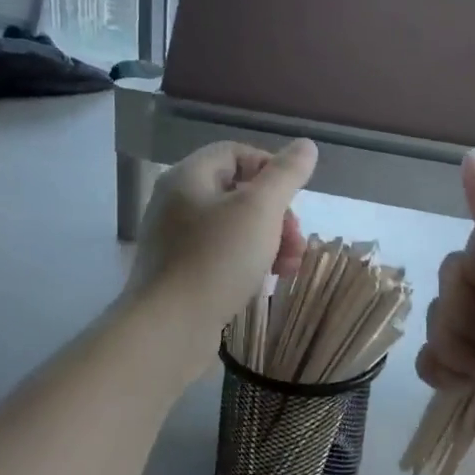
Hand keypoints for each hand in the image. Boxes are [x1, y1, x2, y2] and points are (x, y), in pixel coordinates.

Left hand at [125, 141, 315, 372]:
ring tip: (288, 268)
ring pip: (234, 227)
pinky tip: (264, 282)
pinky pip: (222, 255)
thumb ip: (285, 175)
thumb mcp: (260, 210)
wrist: (169, 328)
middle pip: (238, 192)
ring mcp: (176, 240)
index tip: (295, 197)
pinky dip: (248, 262)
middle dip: (277, 214)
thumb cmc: (216, 260)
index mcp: (189, 177)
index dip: (271, 168)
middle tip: (295, 242)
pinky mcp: (181, 274)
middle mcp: (177, 203)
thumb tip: (305, 146)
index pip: (236, 153)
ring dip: (269, 241)